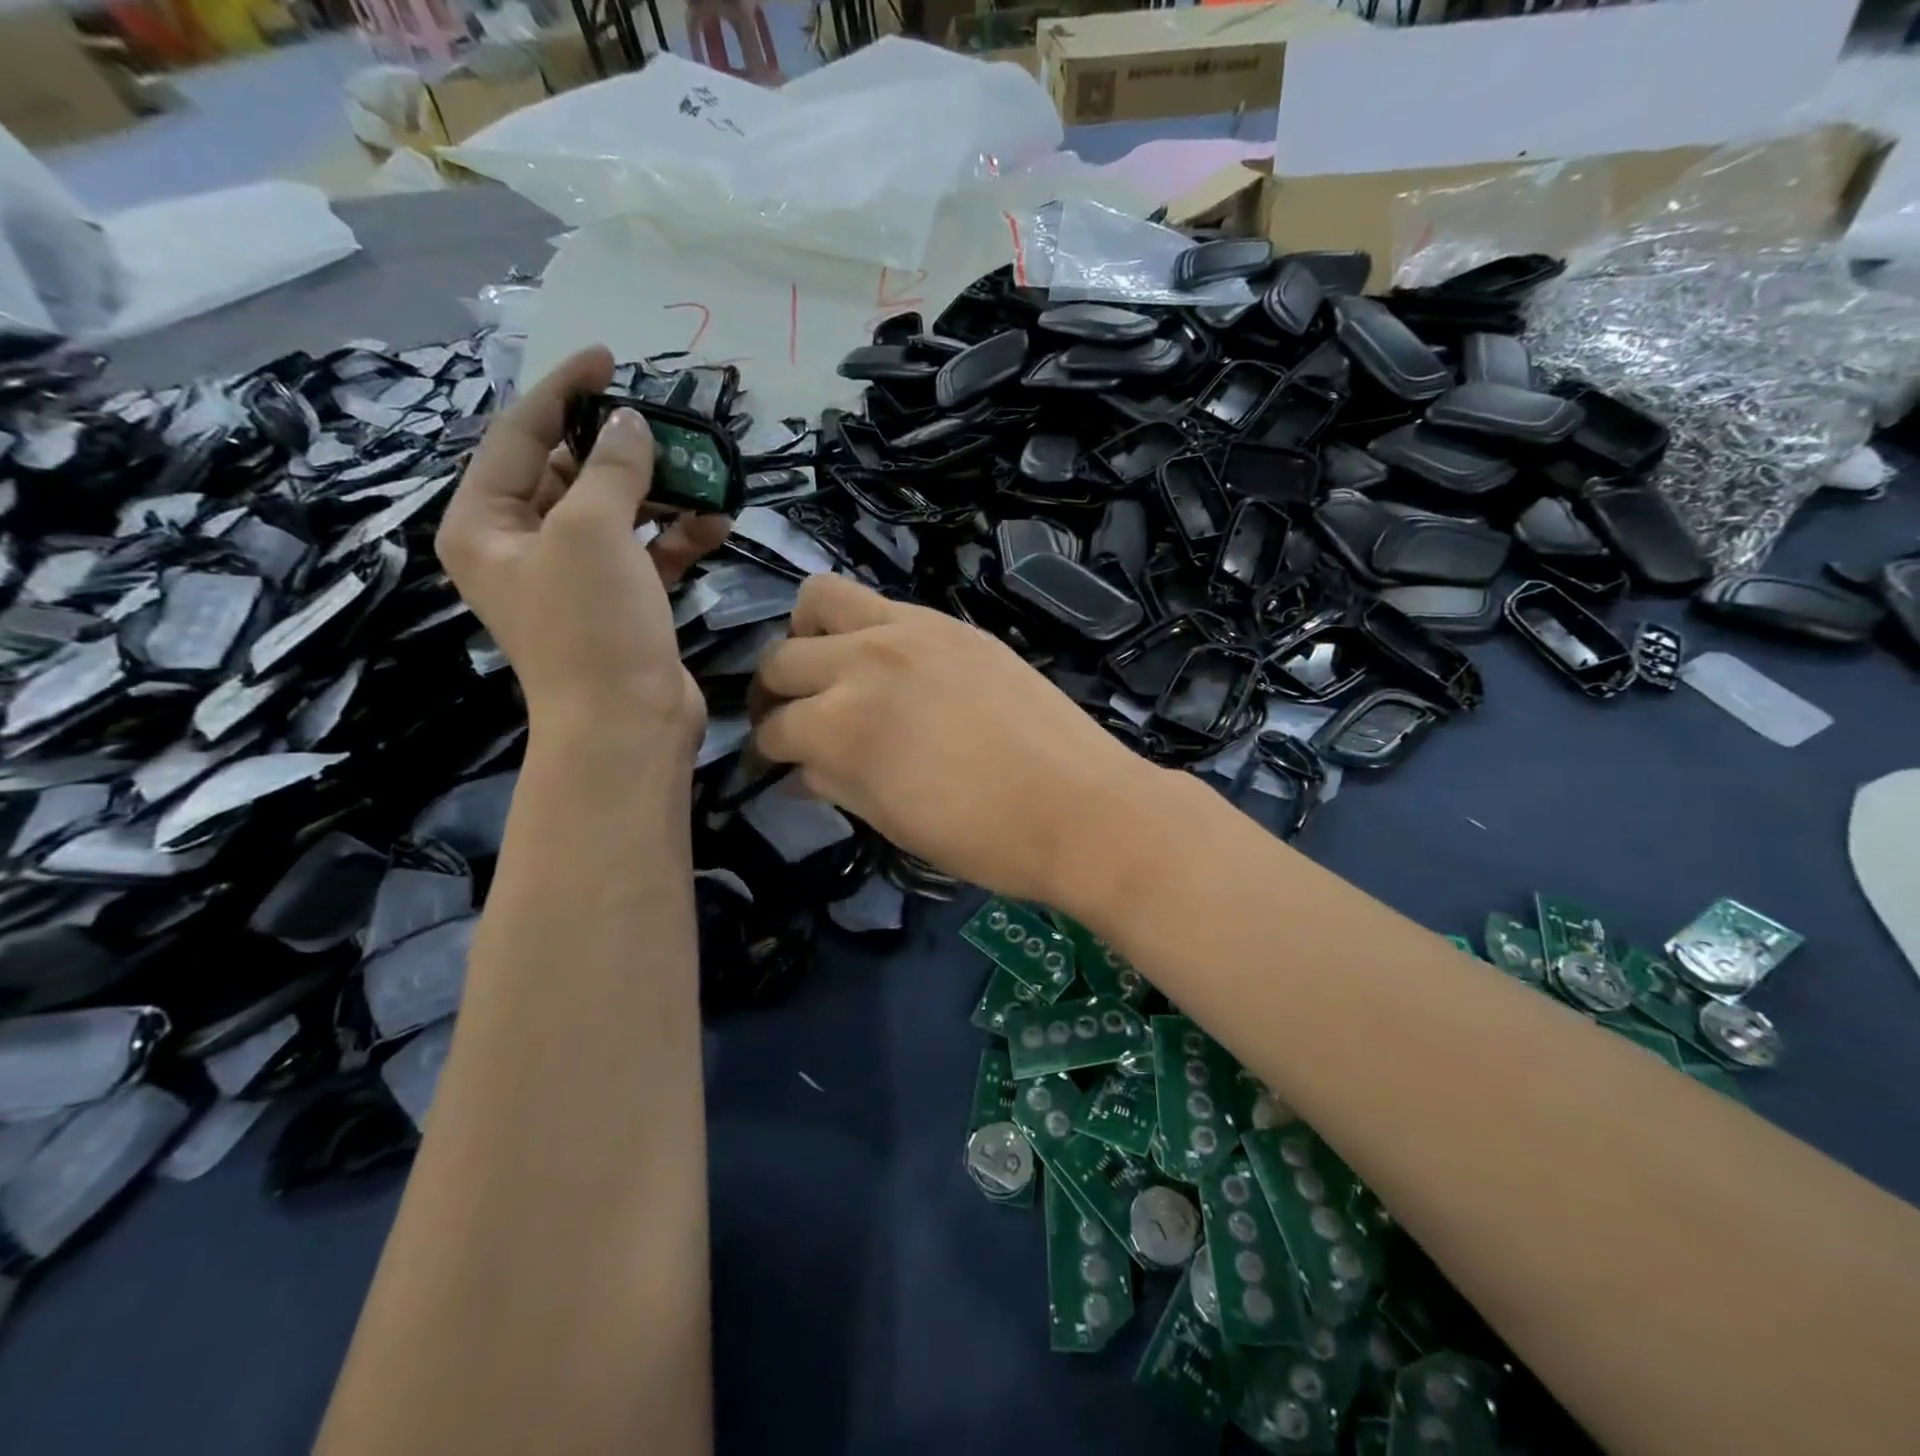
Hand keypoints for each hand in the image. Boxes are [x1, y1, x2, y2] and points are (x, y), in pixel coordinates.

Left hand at [436, 347, 730, 746]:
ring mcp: (575, 578)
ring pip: (616, 513)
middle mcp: (523, 547)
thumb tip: (631, 424)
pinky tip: (716, 520)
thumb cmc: (592, 625)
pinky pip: (646, 552)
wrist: (628, 724)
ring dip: (659, 493)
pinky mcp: (621, 603)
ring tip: (703, 472)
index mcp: (485, 524)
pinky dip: (677, 535)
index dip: (563, 392)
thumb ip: (610, 468)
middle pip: (569, 473)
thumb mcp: (591, 531)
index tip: (608, 359)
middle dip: (621, 449)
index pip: (518, 436)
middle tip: (667, 423)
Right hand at [749, 575, 1163, 907]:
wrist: (1080, 806)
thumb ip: (833, 782)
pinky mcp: (951, 623)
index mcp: (839, 725)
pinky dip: (864, 628)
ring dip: (808, 635)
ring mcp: (909, 631)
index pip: (775, 728)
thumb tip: (797, 769)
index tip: (772, 764)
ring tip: (829, 670)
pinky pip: (883, 605)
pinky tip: (887, 664)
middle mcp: (862, 662)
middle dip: (773, 694)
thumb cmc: (982, 837)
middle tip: (792, 720)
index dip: (766, 751)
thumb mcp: (890, 820)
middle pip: (783, 659)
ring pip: (821, 600)